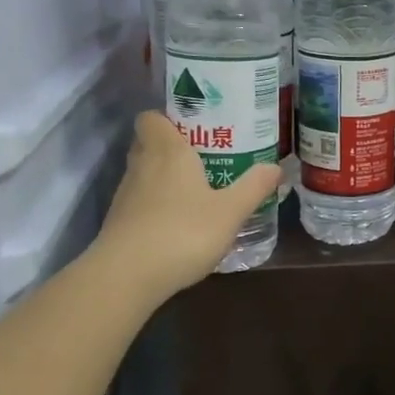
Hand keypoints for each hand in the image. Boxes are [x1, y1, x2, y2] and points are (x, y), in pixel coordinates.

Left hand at [90, 111, 279, 307]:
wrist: (126, 277)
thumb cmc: (182, 232)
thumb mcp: (230, 211)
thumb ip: (253, 187)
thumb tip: (275, 167)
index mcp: (167, 151)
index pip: (151, 117)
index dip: (168, 118)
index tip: (195, 127)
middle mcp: (142, 166)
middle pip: (149, 143)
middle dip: (172, 147)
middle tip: (204, 158)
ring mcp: (126, 195)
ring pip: (144, 173)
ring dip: (165, 178)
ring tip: (197, 191)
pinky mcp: (119, 222)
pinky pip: (140, 201)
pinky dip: (156, 206)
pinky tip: (179, 223)